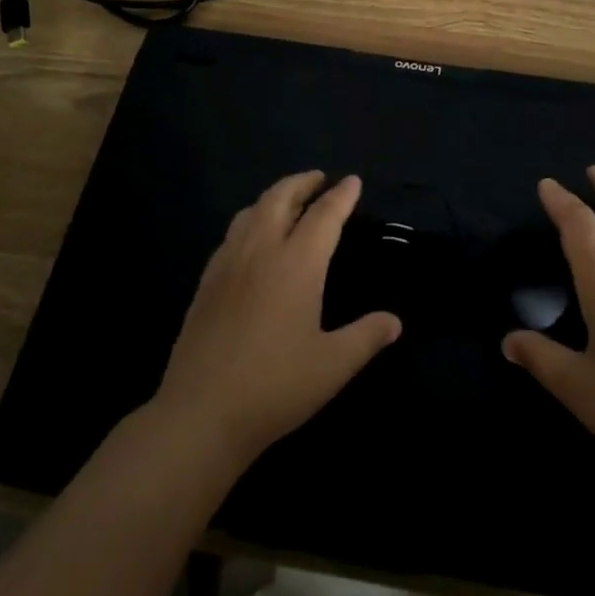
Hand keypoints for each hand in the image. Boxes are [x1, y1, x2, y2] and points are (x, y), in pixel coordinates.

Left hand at [154, 172, 399, 466]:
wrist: (200, 414)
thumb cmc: (275, 387)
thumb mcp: (333, 366)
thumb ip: (367, 337)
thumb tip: (395, 321)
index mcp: (297, 264)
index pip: (324, 215)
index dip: (341, 196)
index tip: (353, 181)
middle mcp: (261, 251)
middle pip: (280, 198)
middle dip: (303, 183)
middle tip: (320, 180)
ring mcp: (228, 264)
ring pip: (251, 211)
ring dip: (274, 197)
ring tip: (288, 202)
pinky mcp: (206, 282)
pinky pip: (232, 234)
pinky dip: (251, 220)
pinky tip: (253, 240)